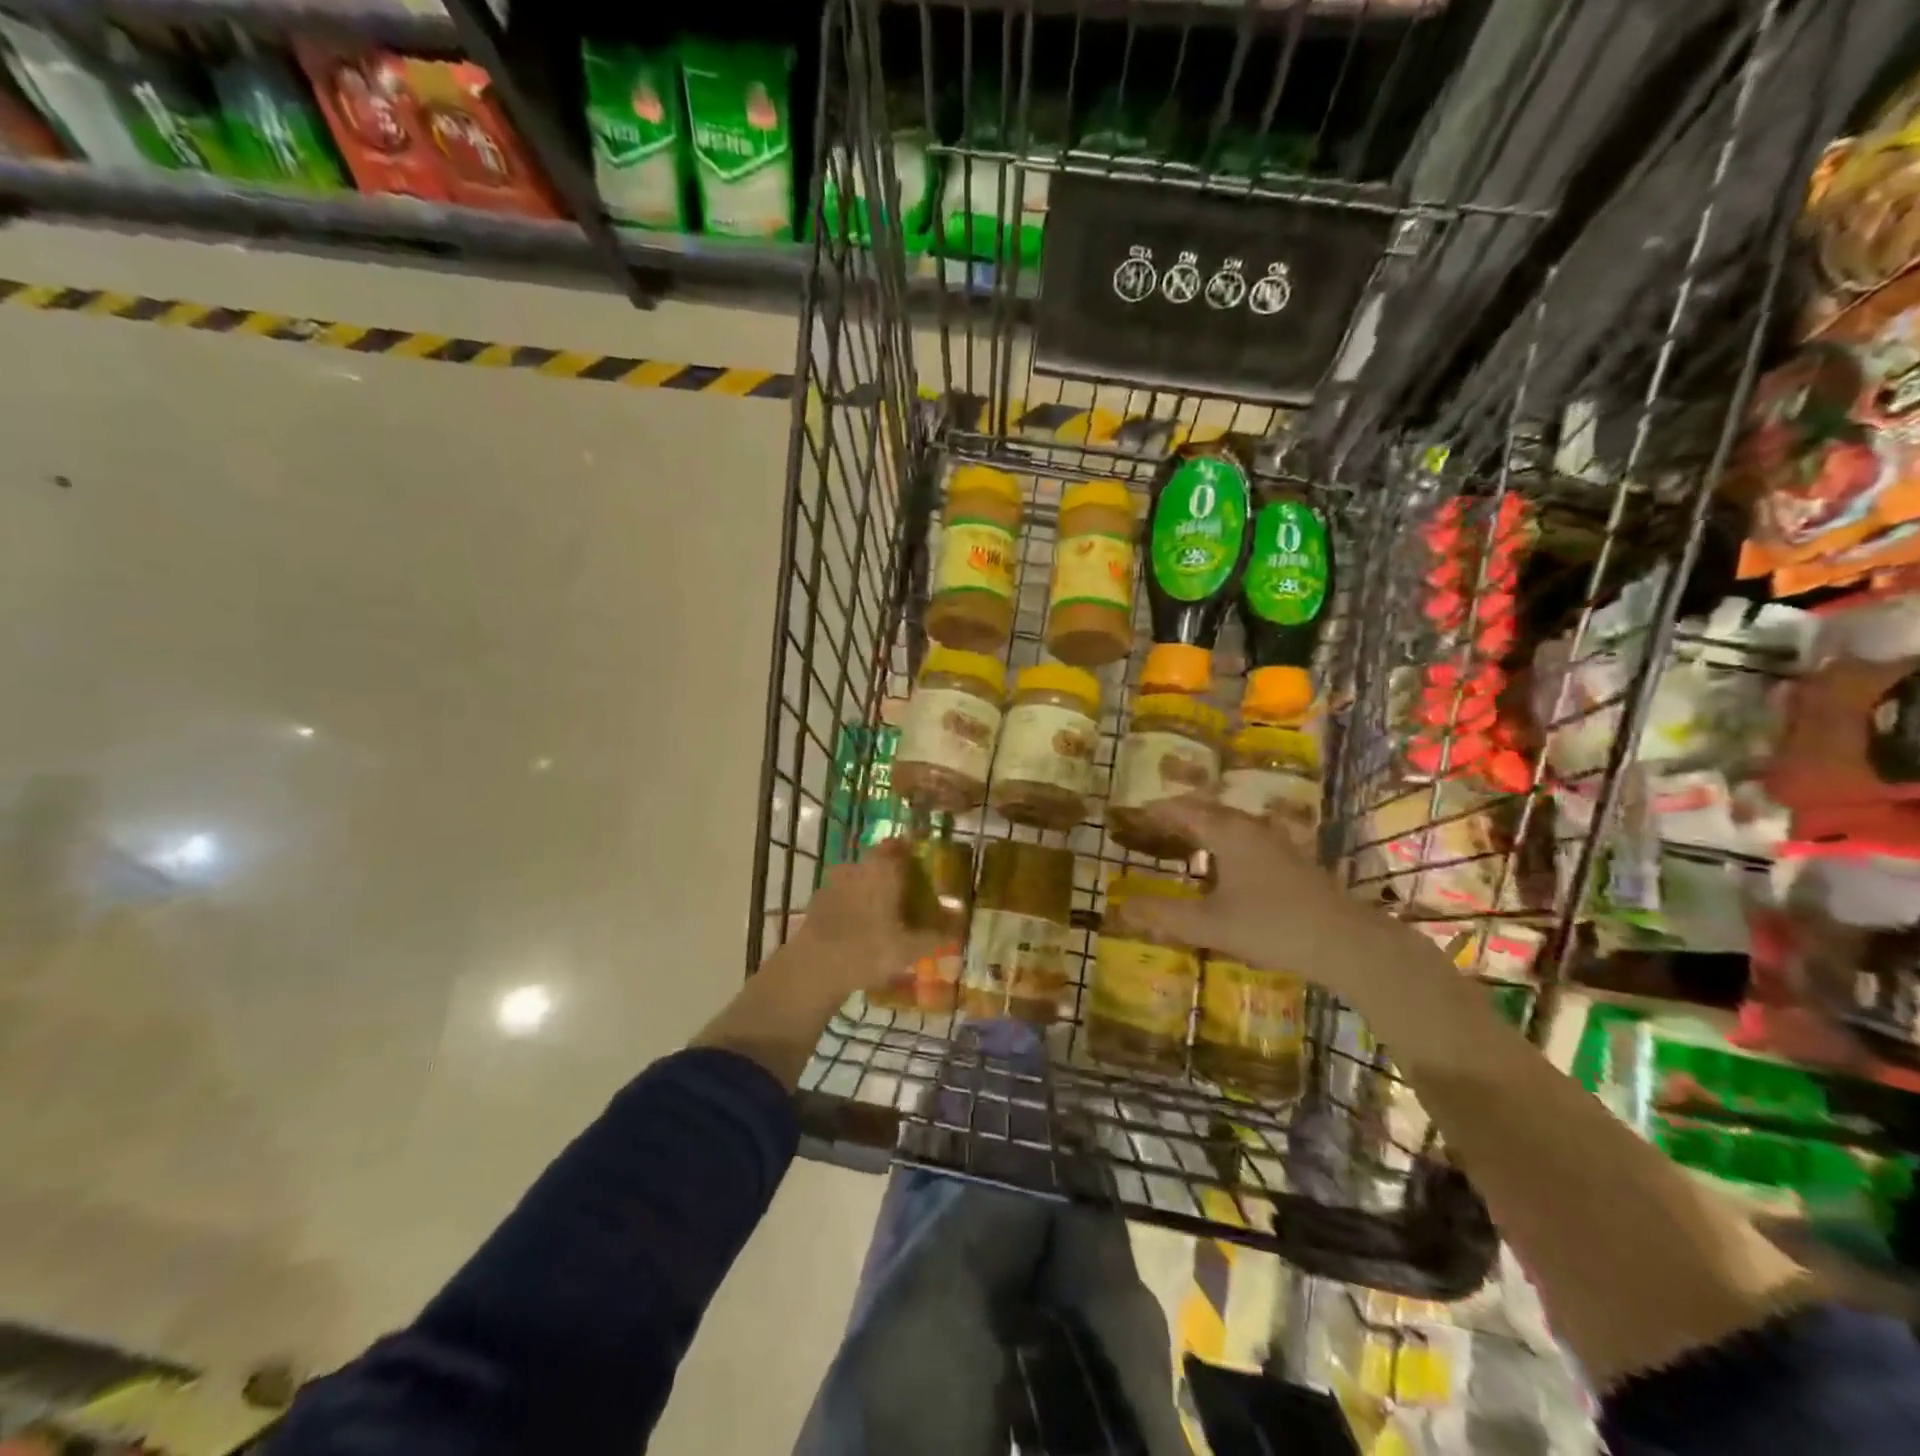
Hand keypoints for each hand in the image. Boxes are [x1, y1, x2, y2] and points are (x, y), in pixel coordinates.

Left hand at [780, 840, 948, 996]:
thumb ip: (938, 932)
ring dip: (870, 886)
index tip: (920, 861)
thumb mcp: (911, 946)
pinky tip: (858, 924)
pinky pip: (842, 893)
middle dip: (892, 870)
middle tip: (905, 889)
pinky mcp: (818, 900)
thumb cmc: (870, 949)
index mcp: (884, 869)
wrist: (815, 966)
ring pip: (858, 875)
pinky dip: (852, 902)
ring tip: (883, 909)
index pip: (899, 845)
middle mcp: (859, 867)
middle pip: (878, 860)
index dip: (910, 849)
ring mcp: (834, 882)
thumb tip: (960, 918)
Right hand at [1126, 795, 1432, 1003]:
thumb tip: (1121, 906)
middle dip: (1177, 815)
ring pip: (1230, 824)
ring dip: (1202, 828)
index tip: (1132, 814)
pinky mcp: (1292, 861)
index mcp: (1228, 833)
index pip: (1183, 810)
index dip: (1156, 810)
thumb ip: (1164, 915)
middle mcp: (1251, 829)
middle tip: (1150, 826)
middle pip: (1207, 810)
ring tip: (1180, 842)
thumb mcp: (1210, 924)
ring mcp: (1276, 843)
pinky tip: (1222, 866)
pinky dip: (1222, 842)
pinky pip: (1245, 838)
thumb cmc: (1272, 926)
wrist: (1347, 943)